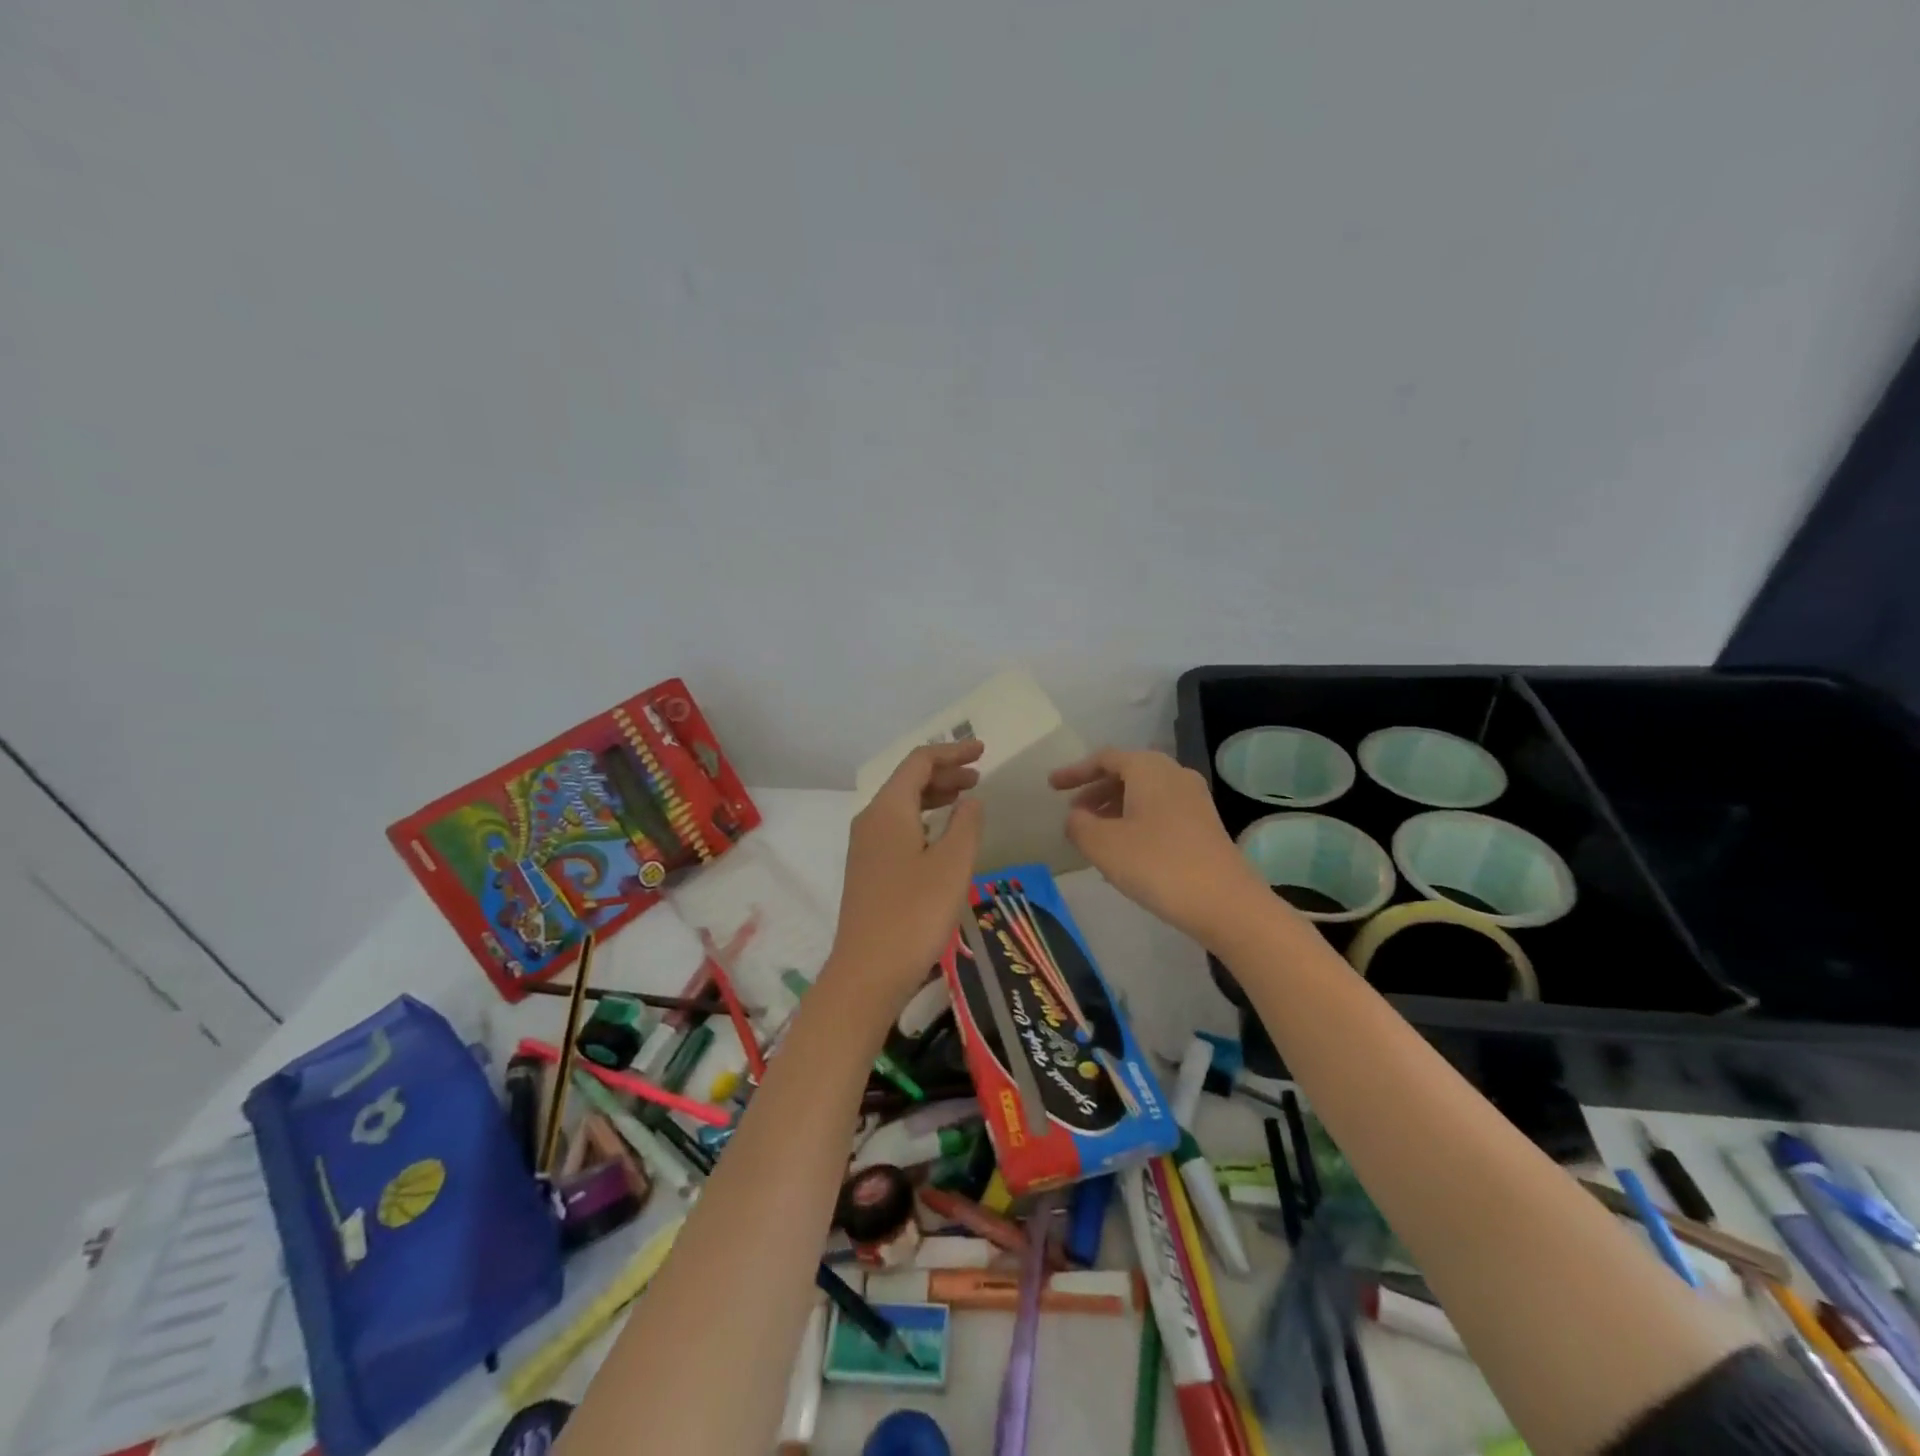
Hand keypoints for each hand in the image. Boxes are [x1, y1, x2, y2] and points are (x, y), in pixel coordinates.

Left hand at [827, 740, 984, 1004]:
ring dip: (934, 796)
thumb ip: (966, 824)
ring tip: (965, 800)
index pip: (919, 762)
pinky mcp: (867, 869)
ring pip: (901, 805)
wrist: (867, 971)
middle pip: (907, 780)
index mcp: (888, 809)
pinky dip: (923, 819)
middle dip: (944, 773)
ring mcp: (864, 846)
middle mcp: (870, 819)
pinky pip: (897, 827)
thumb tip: (970, 799)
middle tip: (979, 777)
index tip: (983, 751)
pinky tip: (941, 836)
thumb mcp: (953, 864)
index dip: (952, 752)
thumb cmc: (914, 913)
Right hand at [1050, 748, 1268, 942]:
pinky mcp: (1204, 824)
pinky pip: (1159, 810)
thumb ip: (1078, 825)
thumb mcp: (1103, 845)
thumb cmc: (1157, 865)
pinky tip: (1124, 849)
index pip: (1104, 758)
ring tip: (1093, 833)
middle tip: (1072, 812)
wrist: (1225, 903)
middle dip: (1095, 790)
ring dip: (1115, 807)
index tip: (1051, 786)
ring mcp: (1194, 799)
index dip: (1075, 771)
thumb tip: (1075, 817)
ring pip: (1144, 793)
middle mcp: (1173, 774)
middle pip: (1126, 772)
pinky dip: (1135, 820)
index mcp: (1148, 768)